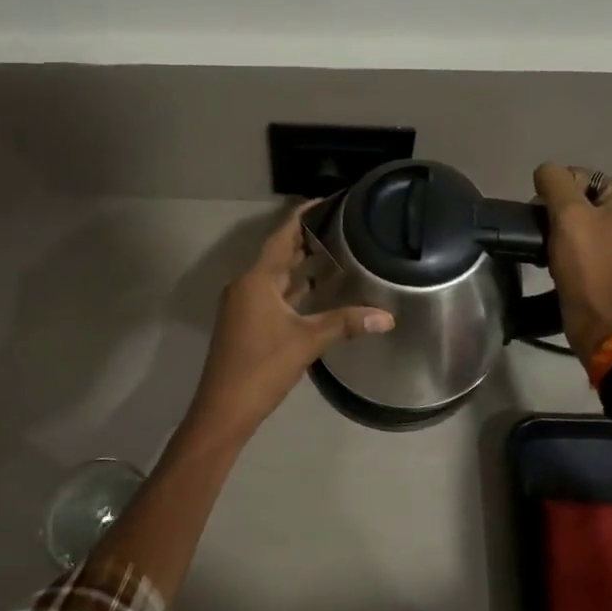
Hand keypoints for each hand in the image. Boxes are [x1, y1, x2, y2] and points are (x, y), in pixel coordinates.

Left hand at [184, 204, 394, 440]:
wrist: (223, 410)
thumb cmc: (262, 367)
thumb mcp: (307, 342)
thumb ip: (345, 323)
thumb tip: (388, 317)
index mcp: (256, 280)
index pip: (282, 236)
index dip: (303, 216)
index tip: (328, 201)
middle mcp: (246, 285)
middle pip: (279, 254)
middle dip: (308, 240)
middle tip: (343, 227)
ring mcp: (243, 306)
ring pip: (277, 277)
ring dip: (302, 267)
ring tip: (338, 255)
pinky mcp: (246, 324)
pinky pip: (273, 295)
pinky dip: (295, 290)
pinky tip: (318, 293)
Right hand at [532, 164, 611, 362]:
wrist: (598, 320)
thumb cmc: (587, 264)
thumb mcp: (567, 214)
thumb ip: (554, 181)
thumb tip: (545, 172)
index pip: (581, 177)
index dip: (557, 195)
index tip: (548, 220)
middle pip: (582, 198)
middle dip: (559, 214)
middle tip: (548, 235)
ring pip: (582, 220)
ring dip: (562, 231)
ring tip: (552, 250)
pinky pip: (588, 240)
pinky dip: (571, 247)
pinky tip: (560, 260)